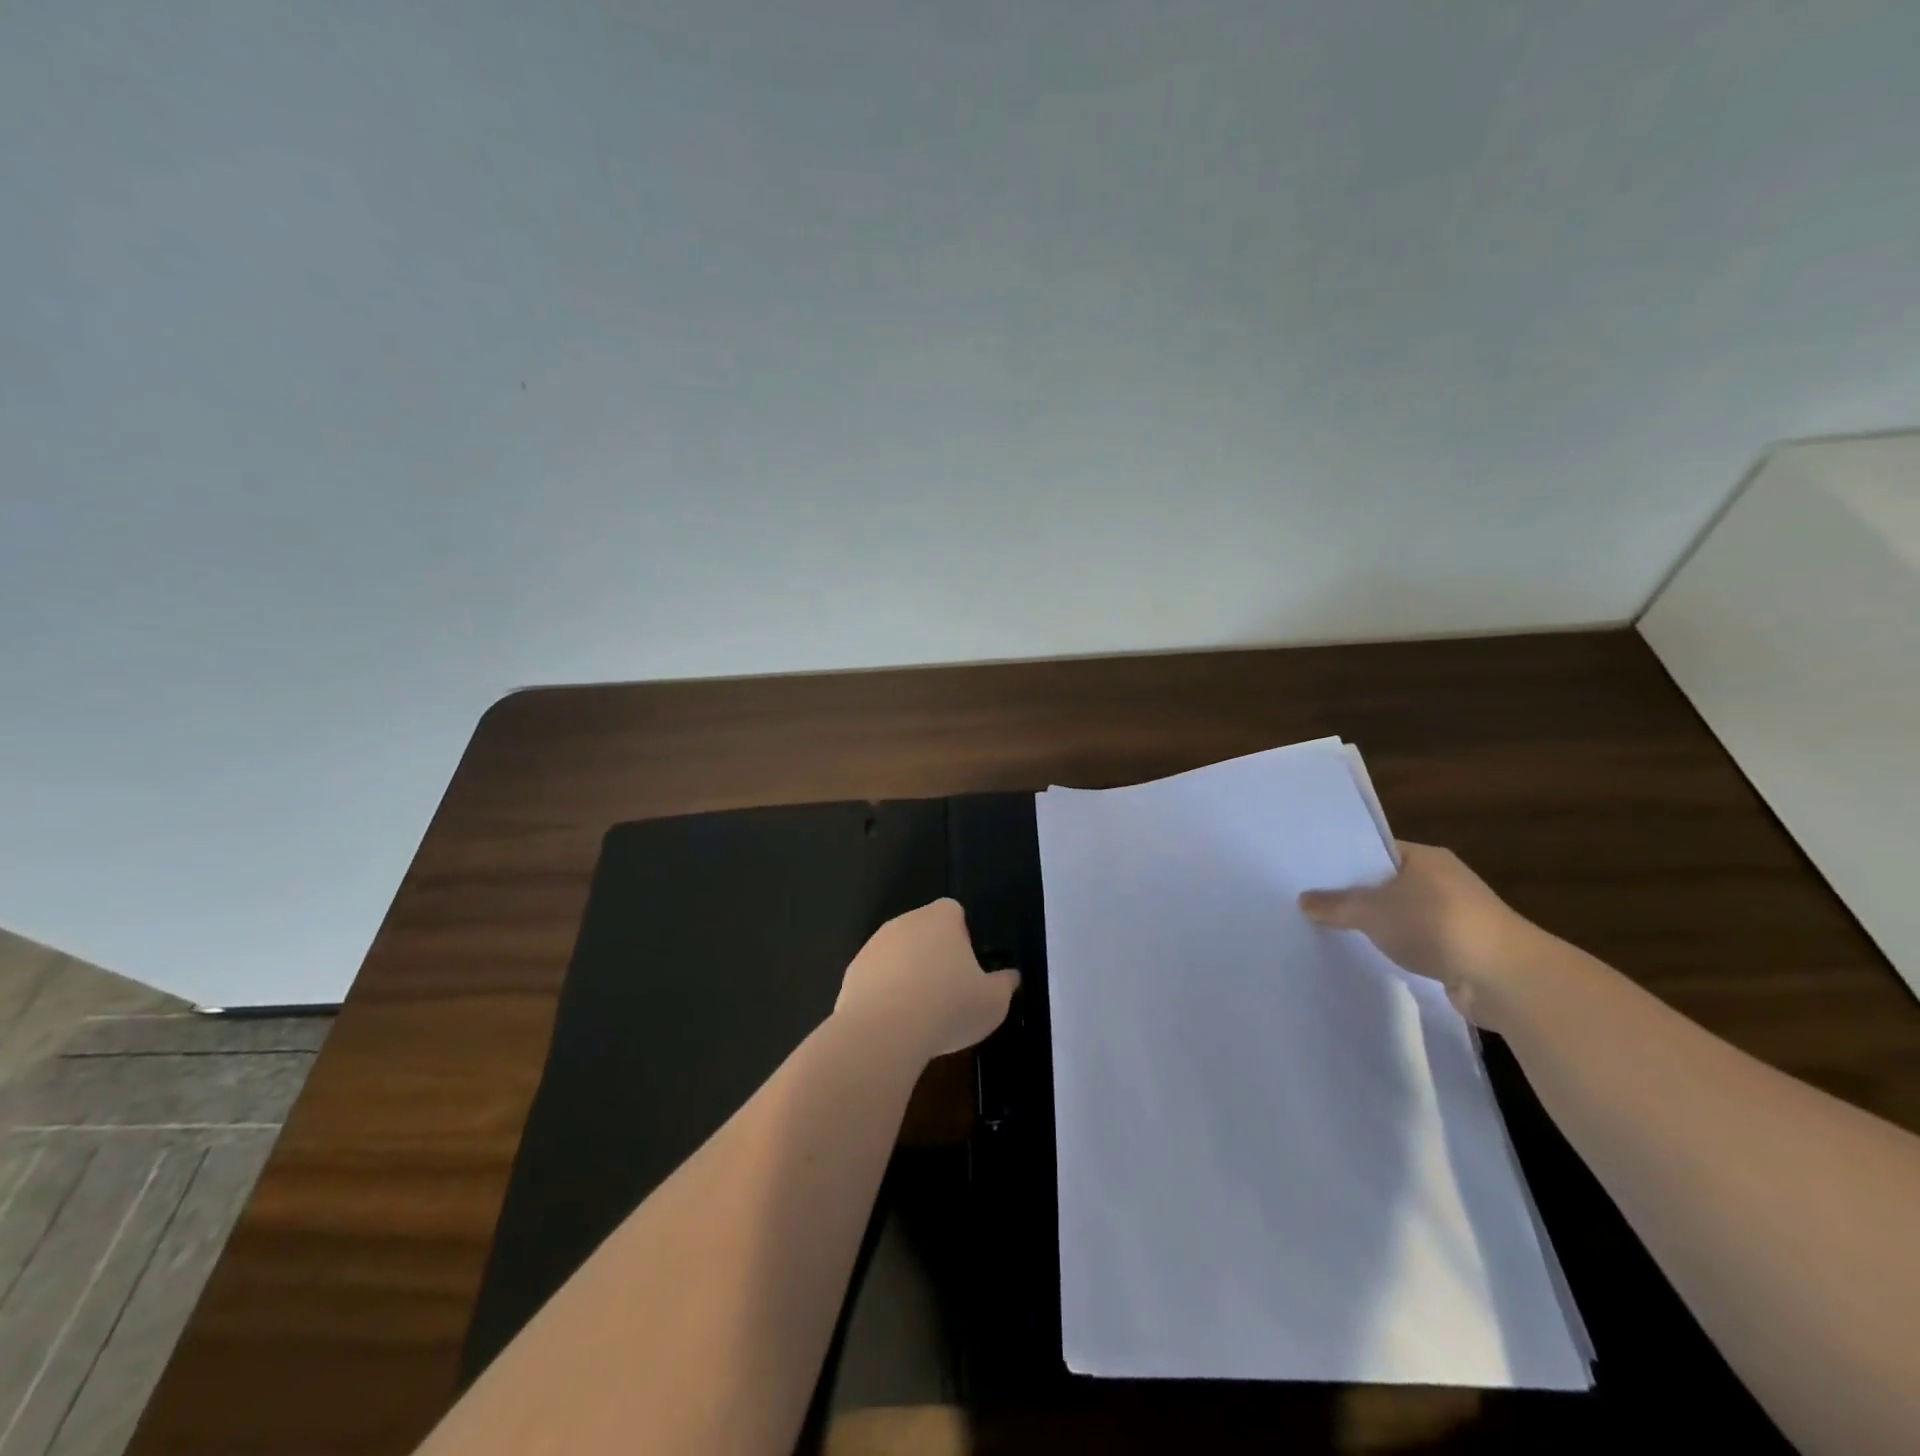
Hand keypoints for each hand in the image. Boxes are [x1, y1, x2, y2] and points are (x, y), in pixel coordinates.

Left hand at [835, 899, 1019, 1059]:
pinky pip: (876, 979)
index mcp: (941, 918)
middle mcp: (904, 921)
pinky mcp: (852, 973)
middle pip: (924, 932)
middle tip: (948, 993)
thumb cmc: (948, 1007)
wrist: (884, 1031)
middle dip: (934, 956)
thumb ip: (1004, 984)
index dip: (963, 937)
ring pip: (897, 955)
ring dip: (907, 975)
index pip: (954, 912)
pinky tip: (894, 1025)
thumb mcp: (993, 1002)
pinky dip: (885, 995)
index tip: (968, 968)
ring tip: (920, 1015)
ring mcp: (874, 946)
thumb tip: (1010, 977)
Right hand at [1299, 842, 1537, 1025]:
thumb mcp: (1371, 910)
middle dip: (1355, 894)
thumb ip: (1335, 904)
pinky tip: (1371, 955)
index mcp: (1424, 857)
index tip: (1312, 873)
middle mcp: (1442, 880)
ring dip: (1377, 924)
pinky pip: (1416, 940)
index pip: (1375, 850)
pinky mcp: (1461, 948)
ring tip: (1334, 930)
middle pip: (1386, 883)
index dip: (1344, 860)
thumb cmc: (1435, 924)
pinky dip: (1397, 946)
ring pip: (1402, 914)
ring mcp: (1456, 915)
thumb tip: (1304, 900)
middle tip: (1313, 902)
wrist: (1505, 977)